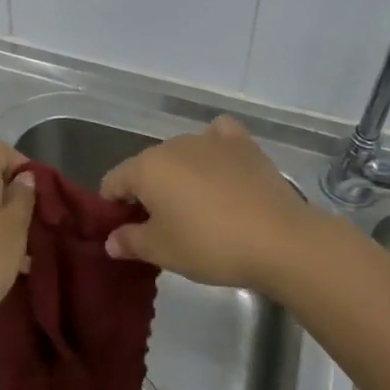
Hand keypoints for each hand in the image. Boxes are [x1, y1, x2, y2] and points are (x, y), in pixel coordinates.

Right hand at [100, 116, 318, 294]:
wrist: (278, 239)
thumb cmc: (209, 245)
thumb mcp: (162, 252)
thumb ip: (130, 241)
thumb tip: (111, 239)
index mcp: (146, 167)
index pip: (113, 181)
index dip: (113, 207)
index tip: (127, 233)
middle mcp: (173, 144)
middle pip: (147, 167)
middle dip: (148, 193)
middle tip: (163, 228)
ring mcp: (209, 139)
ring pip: (181, 154)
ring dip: (180, 175)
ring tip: (198, 208)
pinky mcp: (243, 144)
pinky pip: (218, 137)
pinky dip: (214, 148)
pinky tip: (221, 166)